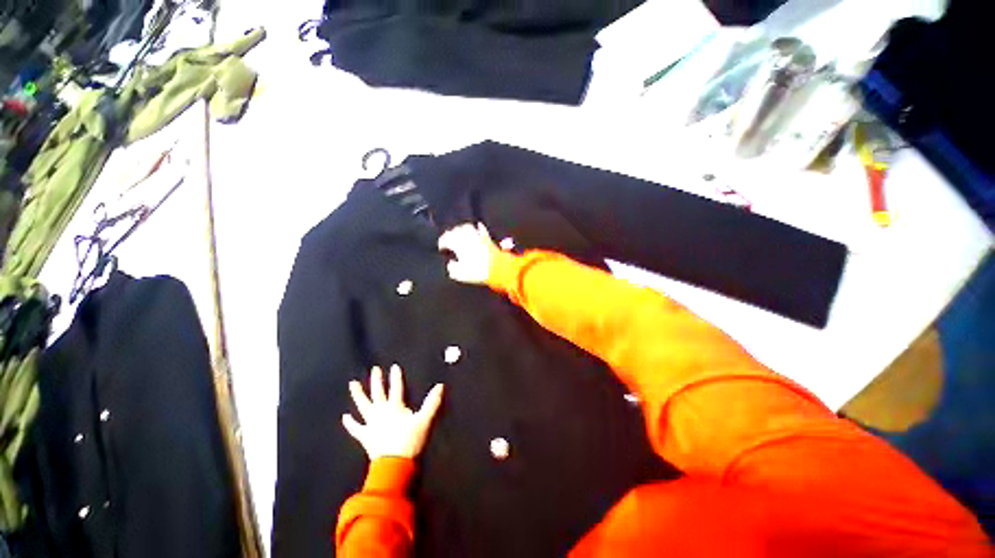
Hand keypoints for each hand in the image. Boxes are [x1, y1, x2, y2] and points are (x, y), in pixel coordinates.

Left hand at [343, 365, 444, 460]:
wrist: (394, 464)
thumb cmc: (410, 441)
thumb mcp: (424, 420)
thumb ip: (432, 402)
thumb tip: (440, 386)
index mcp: (395, 407)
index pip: (396, 388)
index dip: (395, 377)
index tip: (394, 366)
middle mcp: (381, 412)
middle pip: (378, 393)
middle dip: (376, 380)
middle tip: (374, 369)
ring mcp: (371, 424)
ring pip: (363, 405)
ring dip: (358, 394)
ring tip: (352, 384)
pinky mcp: (365, 436)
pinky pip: (355, 428)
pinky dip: (350, 423)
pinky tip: (345, 416)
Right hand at [438, 223, 502, 284]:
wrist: (497, 269)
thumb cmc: (477, 272)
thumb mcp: (459, 274)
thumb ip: (452, 268)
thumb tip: (451, 264)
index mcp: (457, 244)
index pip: (445, 239)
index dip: (442, 243)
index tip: (441, 248)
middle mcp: (466, 237)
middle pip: (455, 231)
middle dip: (450, 234)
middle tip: (448, 240)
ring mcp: (478, 236)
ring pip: (466, 227)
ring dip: (461, 229)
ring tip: (459, 233)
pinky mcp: (487, 238)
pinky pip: (481, 229)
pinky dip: (477, 227)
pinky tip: (477, 227)